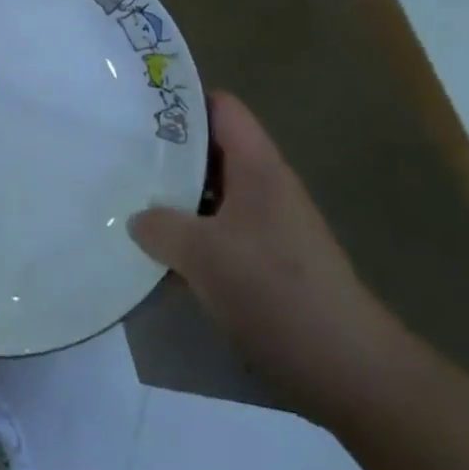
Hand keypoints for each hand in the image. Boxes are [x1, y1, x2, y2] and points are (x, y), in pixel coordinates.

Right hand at [130, 90, 405, 422]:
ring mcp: (269, 227)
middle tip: (122, 156)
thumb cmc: (274, 291)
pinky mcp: (268, 264)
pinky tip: (159, 256)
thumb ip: (160, 227)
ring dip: (176, 200)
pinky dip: (191, 238)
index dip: (182, 101)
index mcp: (258, 167)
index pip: (221, 108)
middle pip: (212, 151)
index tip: (138, 108)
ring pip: (212, 196)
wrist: (346, 369)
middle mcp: (265, 188)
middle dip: (168, 153)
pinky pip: (220, 234)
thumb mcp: (202, 254)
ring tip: (128, 202)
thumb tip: (137, 219)